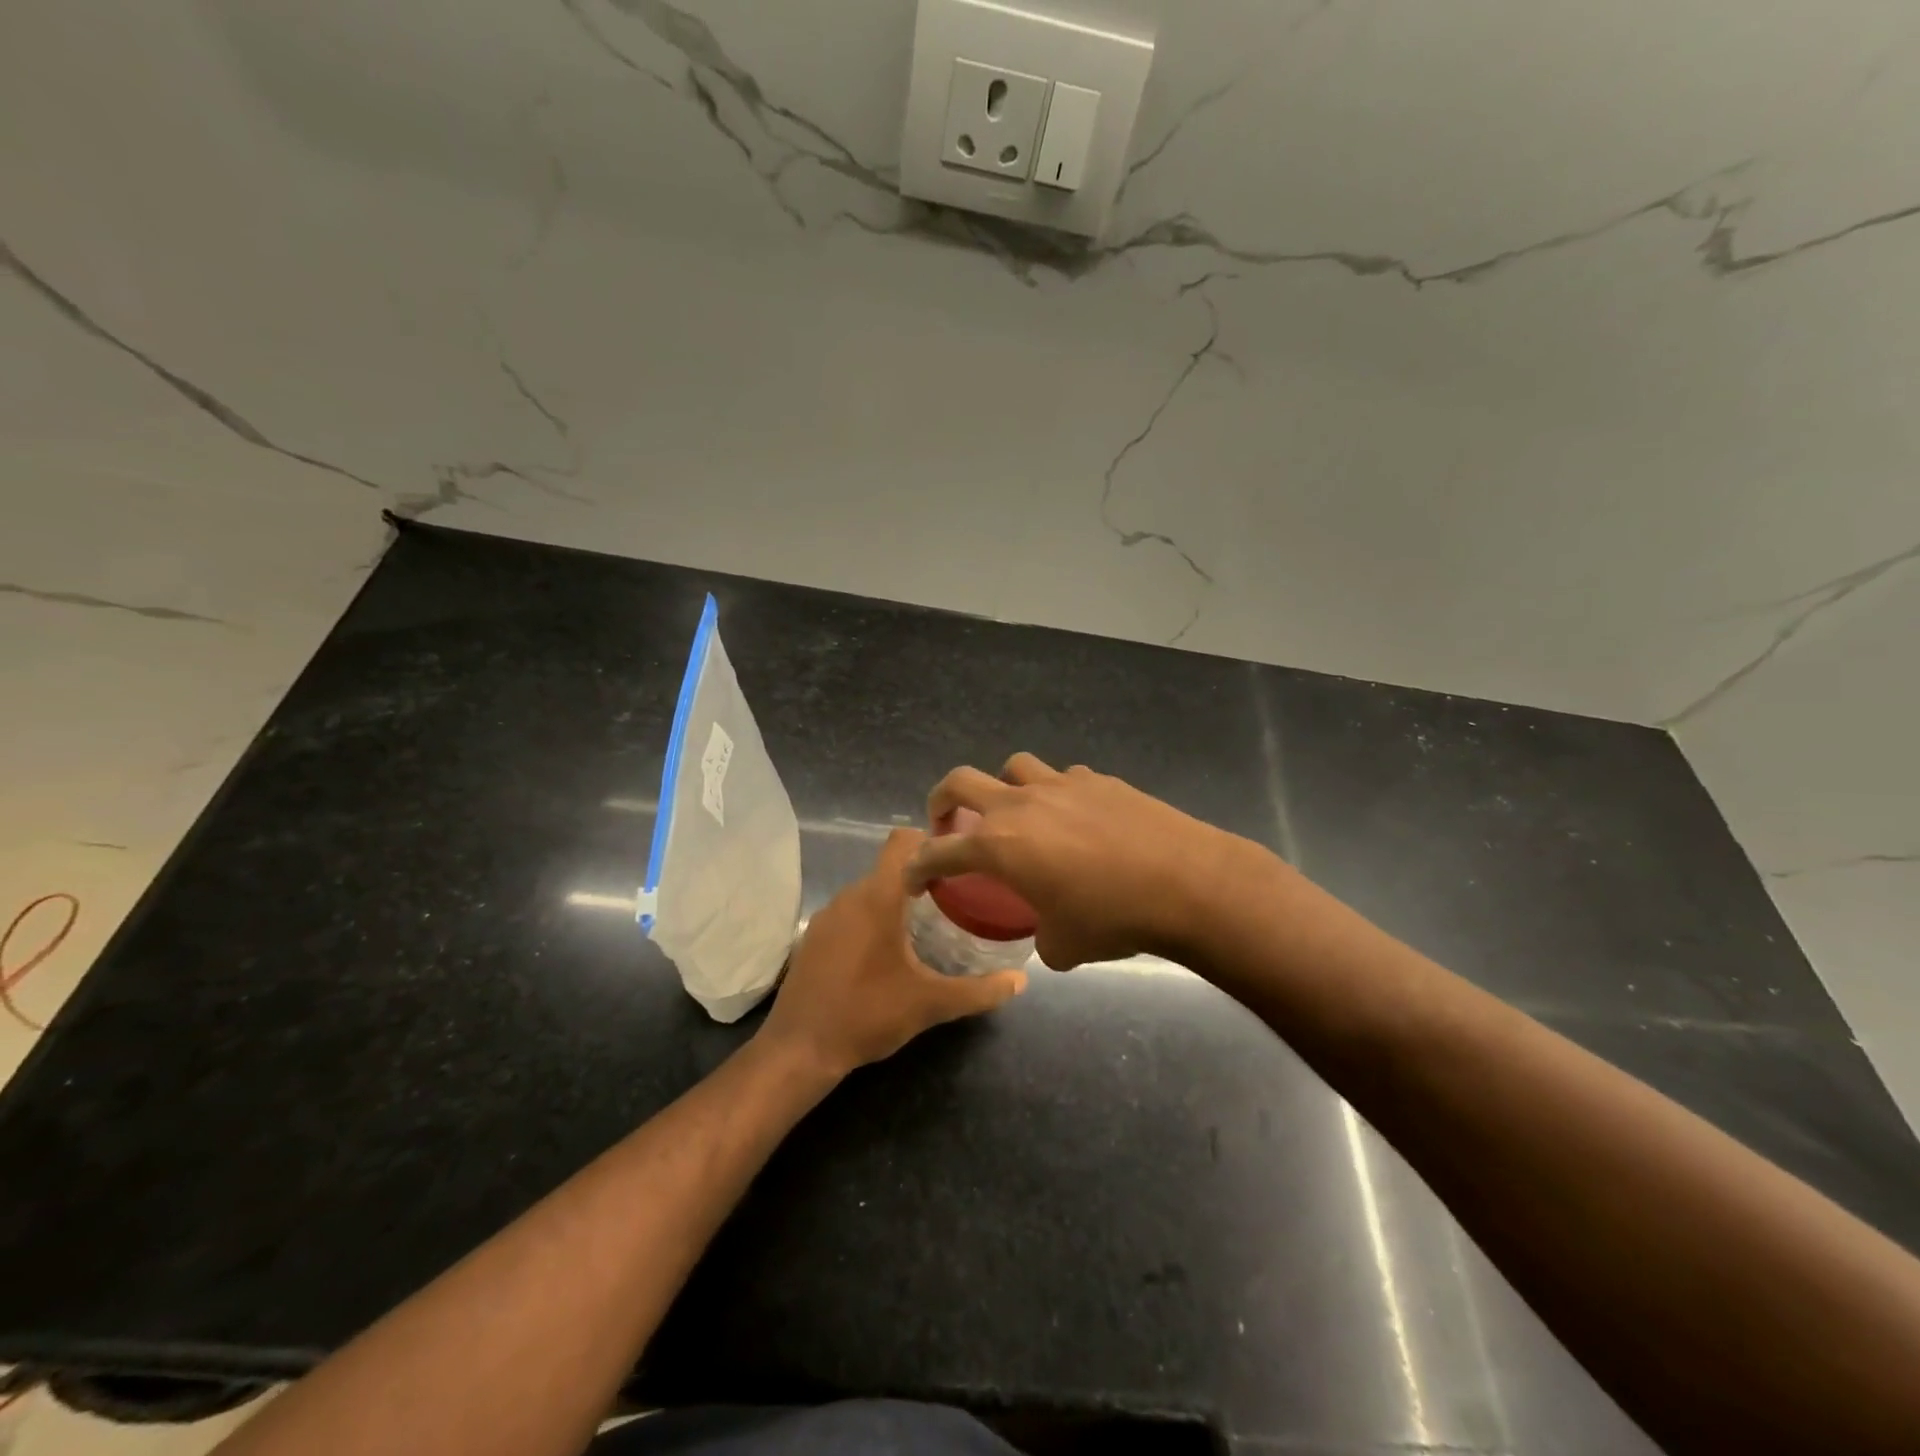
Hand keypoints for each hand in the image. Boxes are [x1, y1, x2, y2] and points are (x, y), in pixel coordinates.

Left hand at [758, 829, 1026, 1078]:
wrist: (799, 1050)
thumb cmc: (868, 1015)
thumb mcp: (930, 1004)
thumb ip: (979, 991)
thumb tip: (1021, 981)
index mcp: (878, 897)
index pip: (903, 840)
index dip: (931, 841)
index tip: (959, 861)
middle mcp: (850, 895)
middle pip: (891, 867)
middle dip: (922, 876)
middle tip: (956, 898)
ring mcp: (827, 915)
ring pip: (870, 890)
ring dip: (896, 900)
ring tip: (927, 925)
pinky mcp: (814, 937)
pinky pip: (851, 912)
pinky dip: (872, 919)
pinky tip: (887, 952)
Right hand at [907, 754, 1244, 969]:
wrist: (1186, 883)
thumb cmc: (1114, 918)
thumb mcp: (1065, 946)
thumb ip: (1042, 938)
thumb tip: (1047, 934)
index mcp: (1000, 845)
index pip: (940, 852)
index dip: (919, 867)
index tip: (914, 879)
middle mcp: (1021, 804)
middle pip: (960, 781)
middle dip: (942, 801)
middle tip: (947, 823)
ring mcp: (1061, 785)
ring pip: (1013, 768)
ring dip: (1002, 788)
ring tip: (1017, 814)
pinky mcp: (1098, 780)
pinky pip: (1062, 779)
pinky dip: (1056, 794)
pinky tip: (1075, 819)